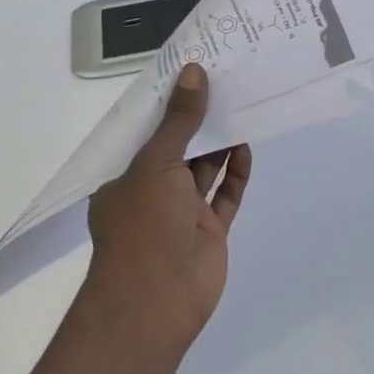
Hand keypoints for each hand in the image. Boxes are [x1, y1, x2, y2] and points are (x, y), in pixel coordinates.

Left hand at [84, 64, 252, 346]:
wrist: (156, 302)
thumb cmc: (144, 225)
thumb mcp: (157, 164)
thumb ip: (179, 121)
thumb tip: (194, 72)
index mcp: (126, 176)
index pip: (148, 132)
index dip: (169, 104)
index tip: (191, 72)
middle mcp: (152, 191)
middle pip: (179, 147)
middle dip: (199, 119)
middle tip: (226, 81)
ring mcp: (182, 213)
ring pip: (205, 169)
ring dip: (220, 142)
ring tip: (242, 105)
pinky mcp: (210, 231)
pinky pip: (225, 195)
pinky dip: (236, 173)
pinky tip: (246, 146)